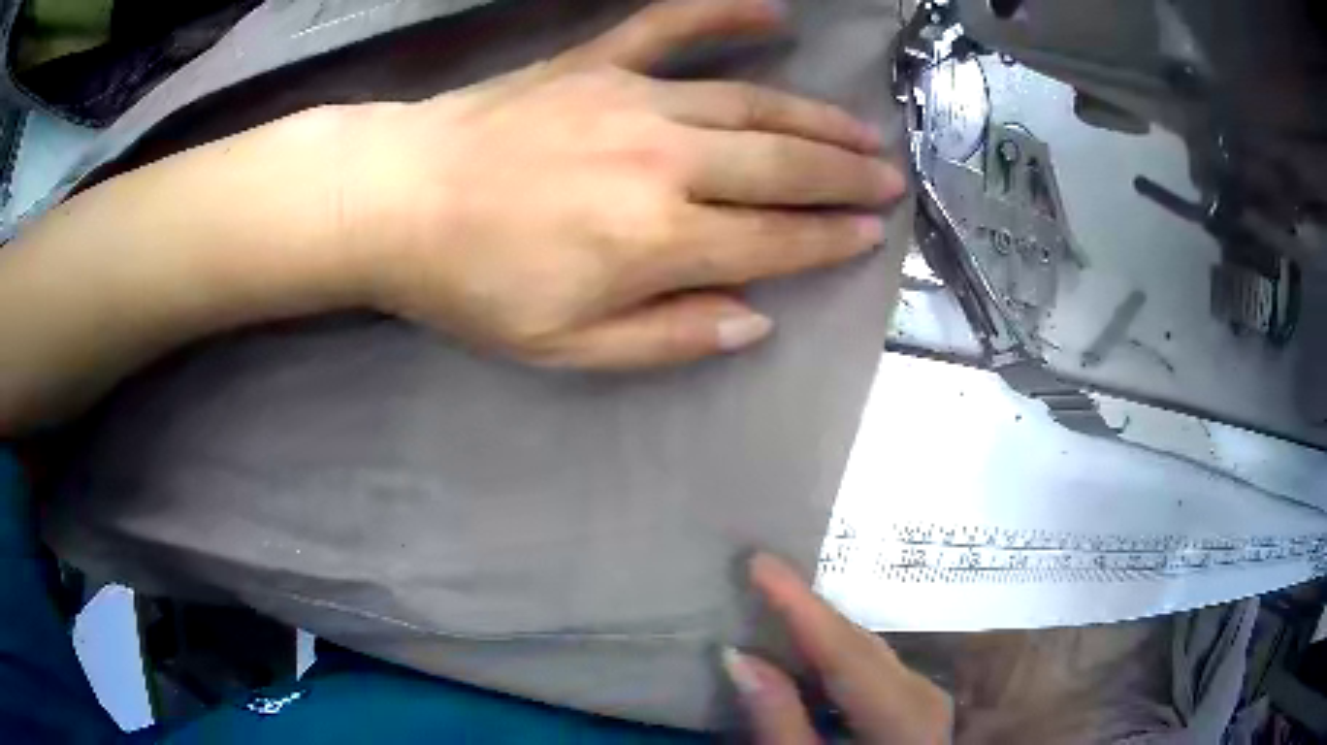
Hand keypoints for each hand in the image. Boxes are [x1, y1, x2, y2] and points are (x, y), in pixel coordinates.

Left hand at [347, 0, 905, 368]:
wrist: (395, 200)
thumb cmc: (471, 285)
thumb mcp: (564, 346)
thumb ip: (666, 337)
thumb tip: (752, 319)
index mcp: (656, 239)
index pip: (773, 240)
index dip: (829, 239)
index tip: (870, 234)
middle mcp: (663, 160)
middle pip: (781, 165)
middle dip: (845, 175)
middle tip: (889, 178)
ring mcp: (631, 99)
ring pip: (751, 103)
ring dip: (816, 117)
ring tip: (863, 129)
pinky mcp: (596, 63)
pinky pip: (671, 28)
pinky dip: (725, 14)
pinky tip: (773, 11)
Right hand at [726, 554, 952, 743]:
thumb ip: (778, 722)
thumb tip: (738, 657)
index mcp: (903, 717)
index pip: (844, 651)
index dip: (799, 604)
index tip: (759, 562)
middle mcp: (924, 696)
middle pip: (860, 643)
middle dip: (809, 609)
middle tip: (761, 573)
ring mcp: (927, 698)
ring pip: (868, 649)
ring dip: (822, 628)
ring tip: (777, 600)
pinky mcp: (918, 704)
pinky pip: (874, 665)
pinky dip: (838, 651)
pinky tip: (812, 648)